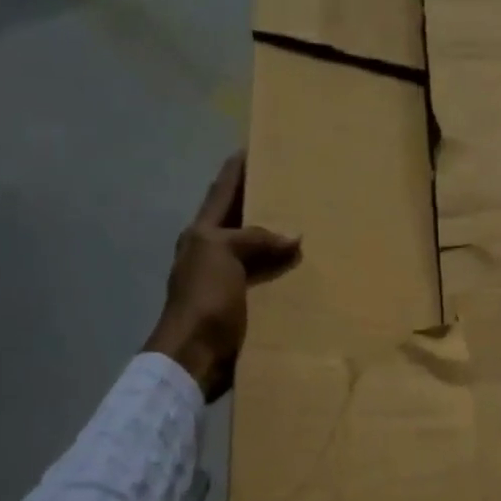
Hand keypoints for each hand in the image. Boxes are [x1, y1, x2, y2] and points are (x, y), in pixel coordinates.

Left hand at [145, 154, 299, 399]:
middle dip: (260, 201)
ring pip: (255, 250)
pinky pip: (266, 279)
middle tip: (291, 184)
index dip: (236, 169)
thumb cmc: (204, 298)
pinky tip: (302, 270)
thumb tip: (294, 235)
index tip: (253, 146)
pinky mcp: (241, 306)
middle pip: (239, 219)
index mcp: (202, 234)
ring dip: (276, 238)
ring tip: (305, 223)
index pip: (222, 191)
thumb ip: (254, 239)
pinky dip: (282, 271)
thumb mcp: (223, 255)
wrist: (195, 354)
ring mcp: (226, 280)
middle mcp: (212, 252)